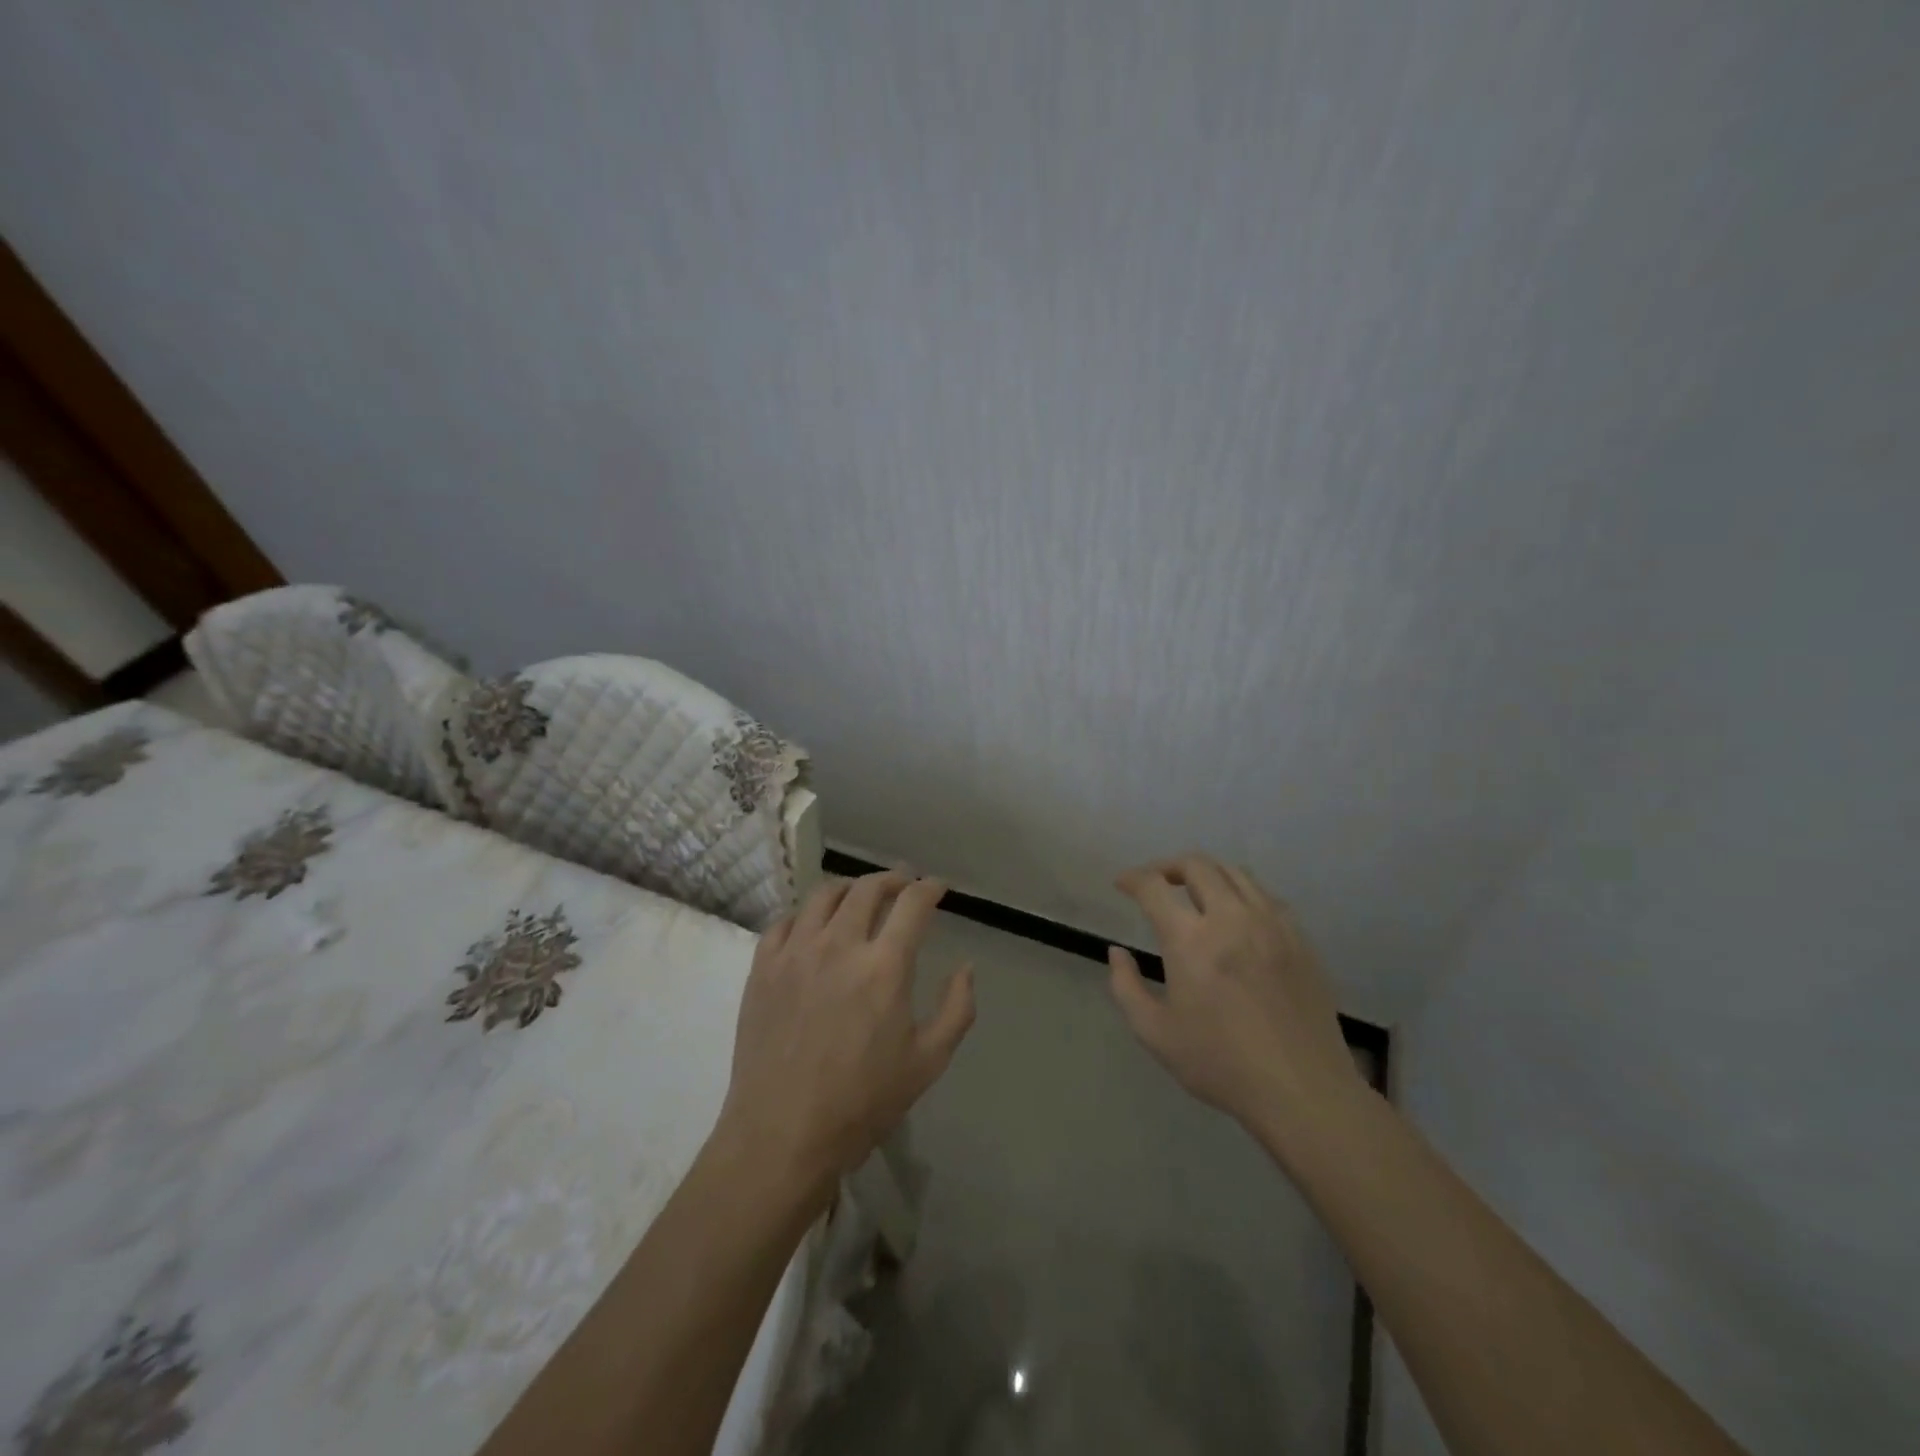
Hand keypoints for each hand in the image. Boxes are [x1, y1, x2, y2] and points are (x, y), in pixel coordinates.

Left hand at [718, 871, 974, 1192]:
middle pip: (867, 889)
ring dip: (849, 887)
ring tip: (860, 895)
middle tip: (903, 883)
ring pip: (823, 895)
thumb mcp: (928, 1062)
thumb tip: (966, 968)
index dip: (929, 888)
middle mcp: (839, 945)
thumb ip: (957, 1009)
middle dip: (892, 879)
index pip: (912, 904)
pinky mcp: (762, 968)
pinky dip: (806, 914)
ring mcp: (795, 953)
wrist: (781, 1135)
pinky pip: (784, 922)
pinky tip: (813, 925)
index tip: (937, 887)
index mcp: (884, 967)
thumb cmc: (861, 1103)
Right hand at [1109, 854, 1363, 1135]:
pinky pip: (1266, 895)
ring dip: (1206, 873)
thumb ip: (1126, 987)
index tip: (1122, 884)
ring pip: (1235, 873)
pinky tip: (1236, 915)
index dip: (1132, 878)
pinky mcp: (1299, 939)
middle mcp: (1231, 919)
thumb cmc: (1221, 1064)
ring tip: (1194, 892)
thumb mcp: (1155, 1033)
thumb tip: (1117, 952)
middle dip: (1168, 866)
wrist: (1302, 1091)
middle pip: (1197, 865)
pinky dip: (1241, 892)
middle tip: (1156, 883)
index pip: (1154, 886)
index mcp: (1191, 941)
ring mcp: (1271, 925)